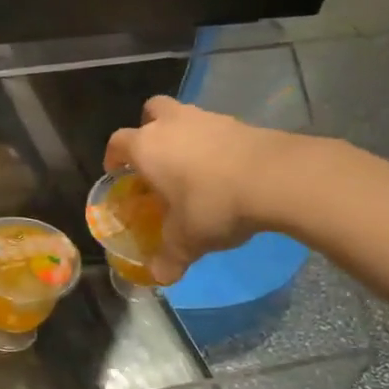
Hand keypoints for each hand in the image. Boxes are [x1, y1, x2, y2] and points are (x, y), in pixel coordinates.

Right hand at [103, 97, 298, 283]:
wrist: (274, 178)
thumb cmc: (212, 204)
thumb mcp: (186, 240)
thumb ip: (169, 258)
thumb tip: (160, 277)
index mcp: (146, 147)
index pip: (118, 142)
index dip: (114, 156)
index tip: (117, 172)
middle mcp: (172, 124)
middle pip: (151, 111)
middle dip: (149, 128)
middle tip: (155, 157)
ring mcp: (208, 118)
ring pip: (186, 116)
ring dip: (184, 135)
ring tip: (193, 167)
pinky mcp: (240, 122)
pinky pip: (217, 129)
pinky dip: (214, 144)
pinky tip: (224, 170)